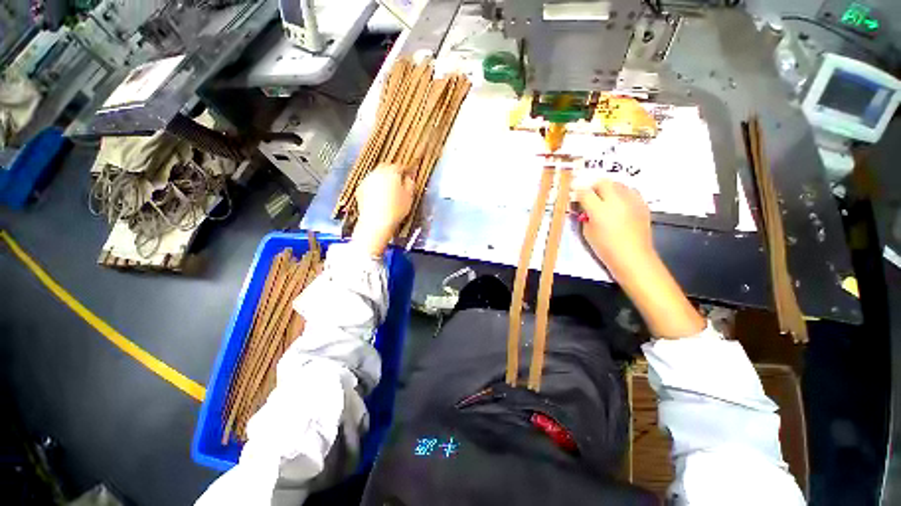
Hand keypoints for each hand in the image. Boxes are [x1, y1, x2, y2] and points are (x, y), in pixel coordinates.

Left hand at [352, 164, 415, 256]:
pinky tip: (378, 197)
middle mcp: (377, 172)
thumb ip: (410, 184)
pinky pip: (370, 184)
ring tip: (388, 190)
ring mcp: (367, 180)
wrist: (376, 222)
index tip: (408, 176)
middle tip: (398, 182)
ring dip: (383, 179)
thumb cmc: (396, 209)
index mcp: (391, 172)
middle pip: (386, 167)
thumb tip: (408, 178)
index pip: (400, 166)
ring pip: (377, 175)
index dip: (405, 170)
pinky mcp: (360, 189)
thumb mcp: (409, 197)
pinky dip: (374, 187)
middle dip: (392, 172)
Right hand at [576, 178, 704, 337]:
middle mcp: (616, 200)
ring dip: (609, 189)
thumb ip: (585, 217)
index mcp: (599, 210)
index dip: (578, 193)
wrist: (633, 256)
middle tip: (590, 197)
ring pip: (618, 184)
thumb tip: (585, 209)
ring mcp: (631, 200)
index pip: (584, 192)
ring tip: (606, 199)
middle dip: (594, 187)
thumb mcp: (587, 232)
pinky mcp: (642, 204)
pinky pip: (630, 191)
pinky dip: (622, 194)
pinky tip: (620, 204)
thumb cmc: (605, 248)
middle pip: (602, 182)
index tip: (575, 198)